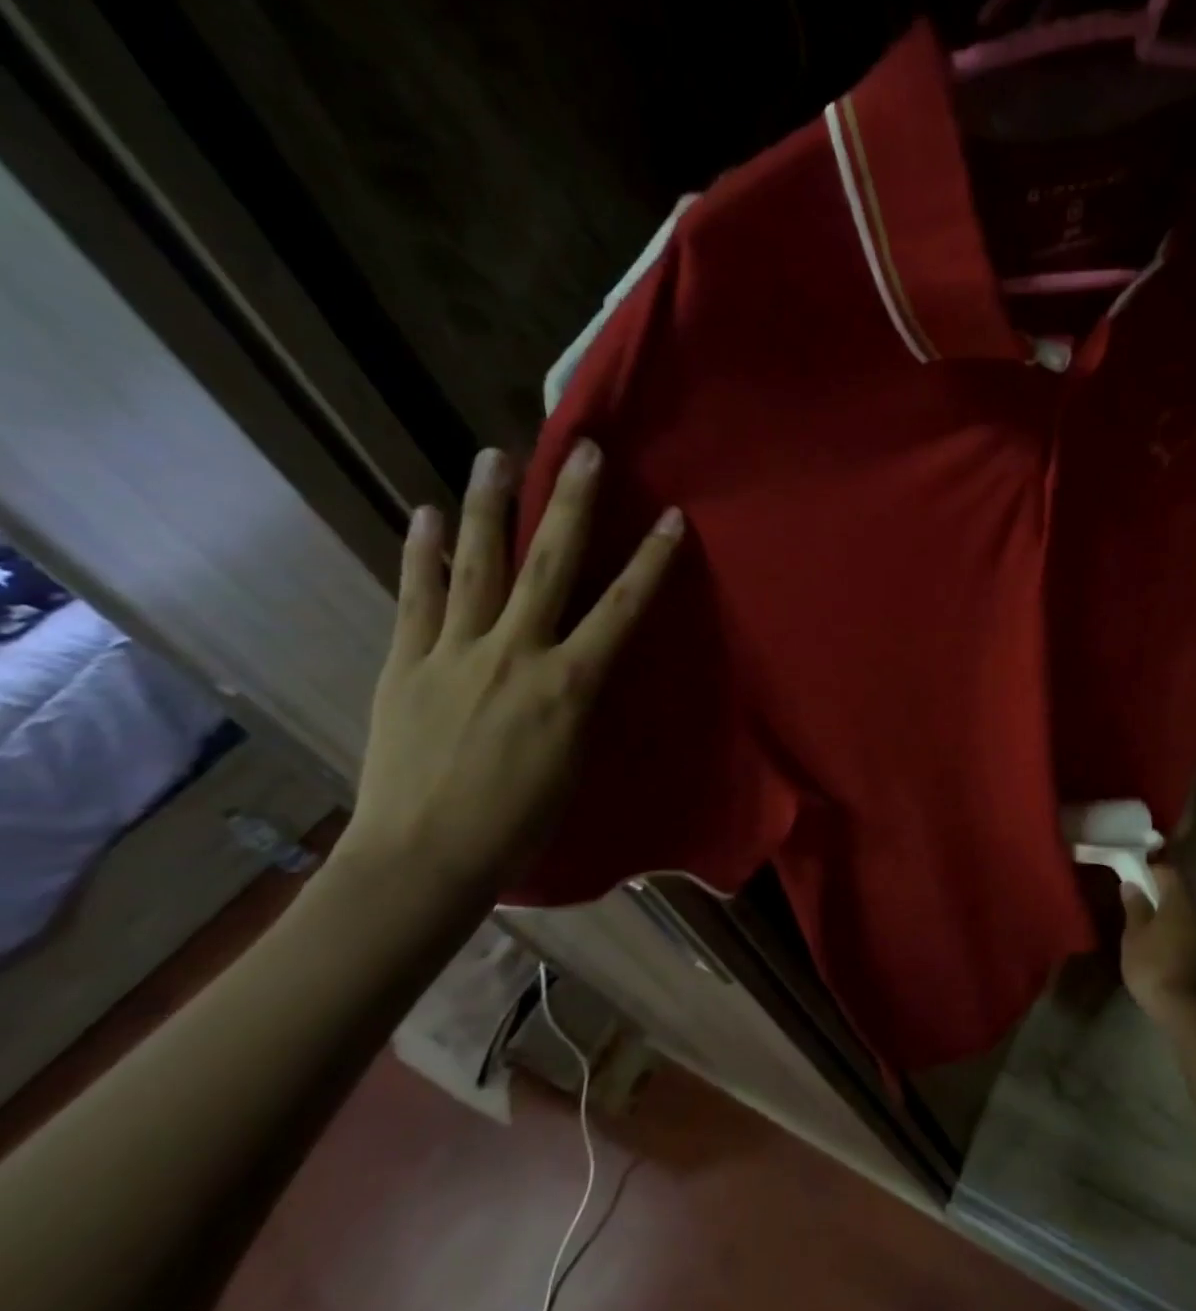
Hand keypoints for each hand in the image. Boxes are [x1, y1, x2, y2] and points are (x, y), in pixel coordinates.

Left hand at [339, 440, 682, 893]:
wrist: (425, 858)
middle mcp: (515, 654)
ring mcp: (454, 653)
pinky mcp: (408, 663)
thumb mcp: (575, 759)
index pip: (622, 609)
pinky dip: (423, 553)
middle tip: (583, 452)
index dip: (652, 561)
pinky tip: (427, 512)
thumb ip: (580, 699)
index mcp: (569, 685)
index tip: (674, 519)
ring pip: (477, 565)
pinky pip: (417, 597)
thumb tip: (586, 660)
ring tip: (496, 455)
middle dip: (572, 505)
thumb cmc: (521, 822)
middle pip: (549, 566)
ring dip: (490, 506)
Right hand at [1120, 865, 1195, 1026]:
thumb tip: (1132, 884)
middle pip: (1181, 896)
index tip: (1134, 878)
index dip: (1151, 871)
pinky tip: (1167, 955)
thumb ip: (1135, 907)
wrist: (1188, 1013)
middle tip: (1139, 909)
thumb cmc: (1154, 967)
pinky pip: (1195, 939)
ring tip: (1151, 935)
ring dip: (1172, 921)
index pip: (1169, 872)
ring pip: (1190, 919)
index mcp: (1181, 903)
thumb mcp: (1134, 936)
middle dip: (1161, 898)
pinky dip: (1181, 940)